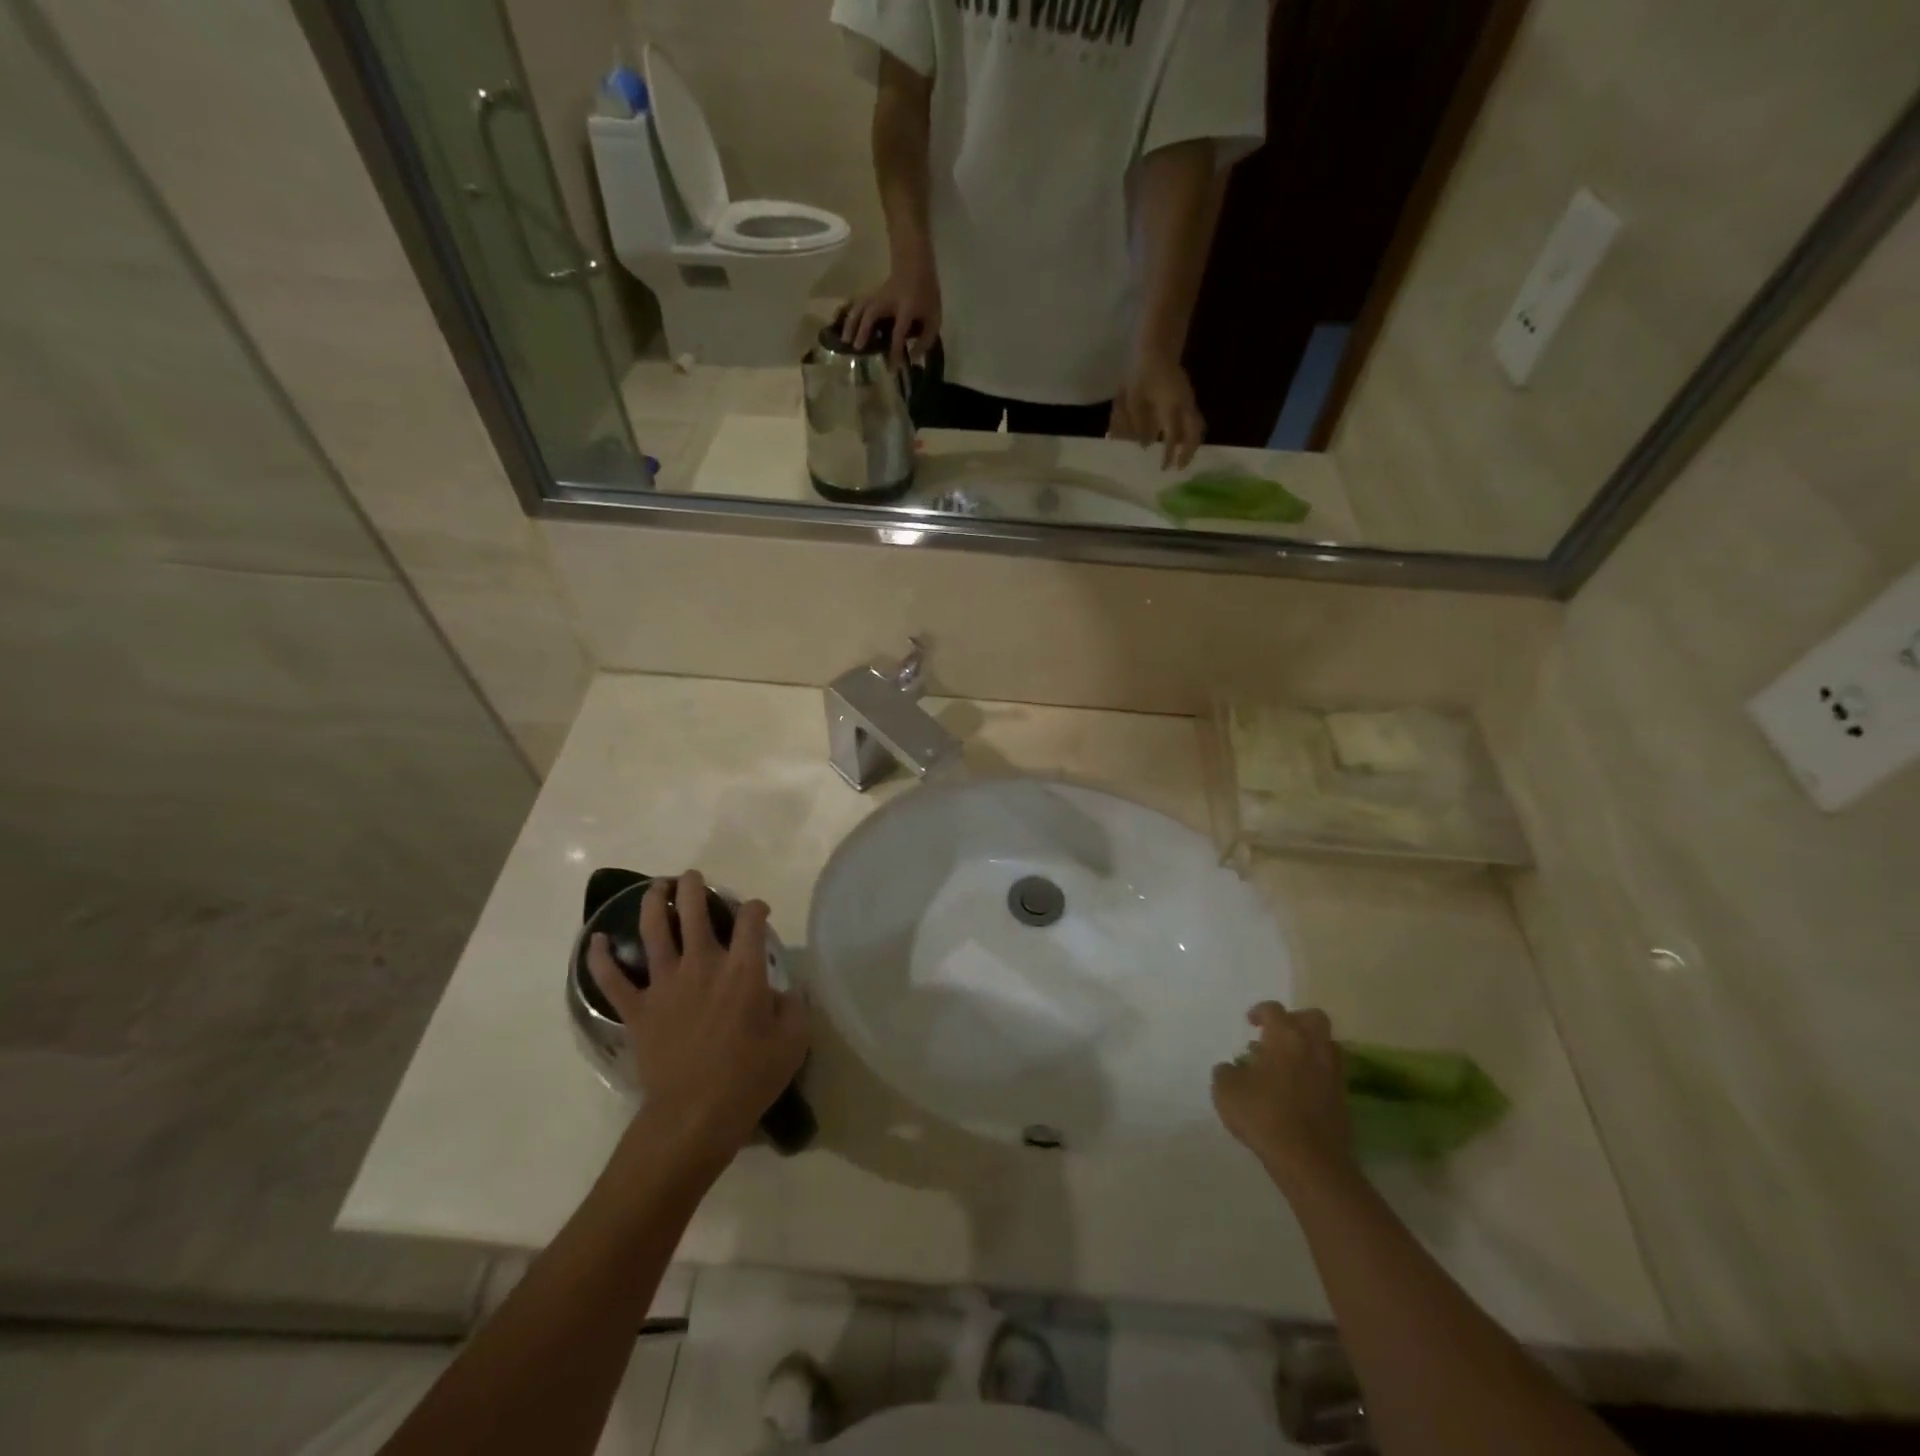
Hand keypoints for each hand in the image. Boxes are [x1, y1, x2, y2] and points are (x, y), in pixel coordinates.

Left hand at [587, 872, 809, 1167]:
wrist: (695, 1117)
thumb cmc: (749, 1077)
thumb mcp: (793, 1040)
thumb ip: (792, 1005)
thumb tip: (781, 990)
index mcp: (742, 970)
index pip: (750, 919)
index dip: (755, 907)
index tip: (758, 911)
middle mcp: (702, 965)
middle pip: (693, 911)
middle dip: (695, 887)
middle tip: (694, 878)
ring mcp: (664, 985)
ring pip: (653, 931)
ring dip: (653, 903)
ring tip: (657, 888)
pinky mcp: (637, 1010)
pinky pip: (611, 979)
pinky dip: (600, 958)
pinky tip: (595, 940)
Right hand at [840, 260, 941, 372]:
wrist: (916, 265)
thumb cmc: (926, 295)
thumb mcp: (934, 318)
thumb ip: (926, 340)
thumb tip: (913, 358)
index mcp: (907, 308)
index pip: (899, 331)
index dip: (895, 350)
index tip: (892, 368)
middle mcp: (889, 301)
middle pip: (872, 313)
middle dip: (863, 331)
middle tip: (857, 349)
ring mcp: (878, 295)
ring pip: (860, 306)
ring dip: (850, 322)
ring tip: (844, 340)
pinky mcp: (871, 294)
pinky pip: (856, 301)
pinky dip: (845, 310)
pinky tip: (837, 321)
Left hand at [1112, 352, 1203, 469]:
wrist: (1157, 348)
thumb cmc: (1142, 374)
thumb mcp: (1135, 400)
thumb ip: (1139, 424)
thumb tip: (1146, 446)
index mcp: (1172, 405)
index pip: (1174, 436)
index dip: (1170, 454)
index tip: (1165, 468)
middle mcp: (1185, 404)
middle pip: (1195, 433)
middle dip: (1189, 452)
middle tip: (1180, 467)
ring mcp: (1189, 400)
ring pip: (1198, 426)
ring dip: (1192, 443)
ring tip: (1184, 457)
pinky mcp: (1188, 397)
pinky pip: (1195, 419)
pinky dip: (1190, 433)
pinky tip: (1181, 441)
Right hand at [1212, 1001, 1353, 1194]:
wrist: (1310, 1161)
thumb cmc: (1264, 1115)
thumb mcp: (1226, 1091)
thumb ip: (1225, 1071)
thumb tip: (1232, 1068)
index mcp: (1285, 1036)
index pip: (1274, 1010)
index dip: (1260, 1012)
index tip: (1250, 1023)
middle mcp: (1313, 1047)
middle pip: (1313, 1018)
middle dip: (1295, 1020)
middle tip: (1278, 1035)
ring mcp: (1333, 1073)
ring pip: (1327, 1045)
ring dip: (1309, 1047)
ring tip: (1288, 1064)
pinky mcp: (1344, 1099)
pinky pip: (1330, 1072)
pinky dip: (1317, 1073)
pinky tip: (1298, 1090)